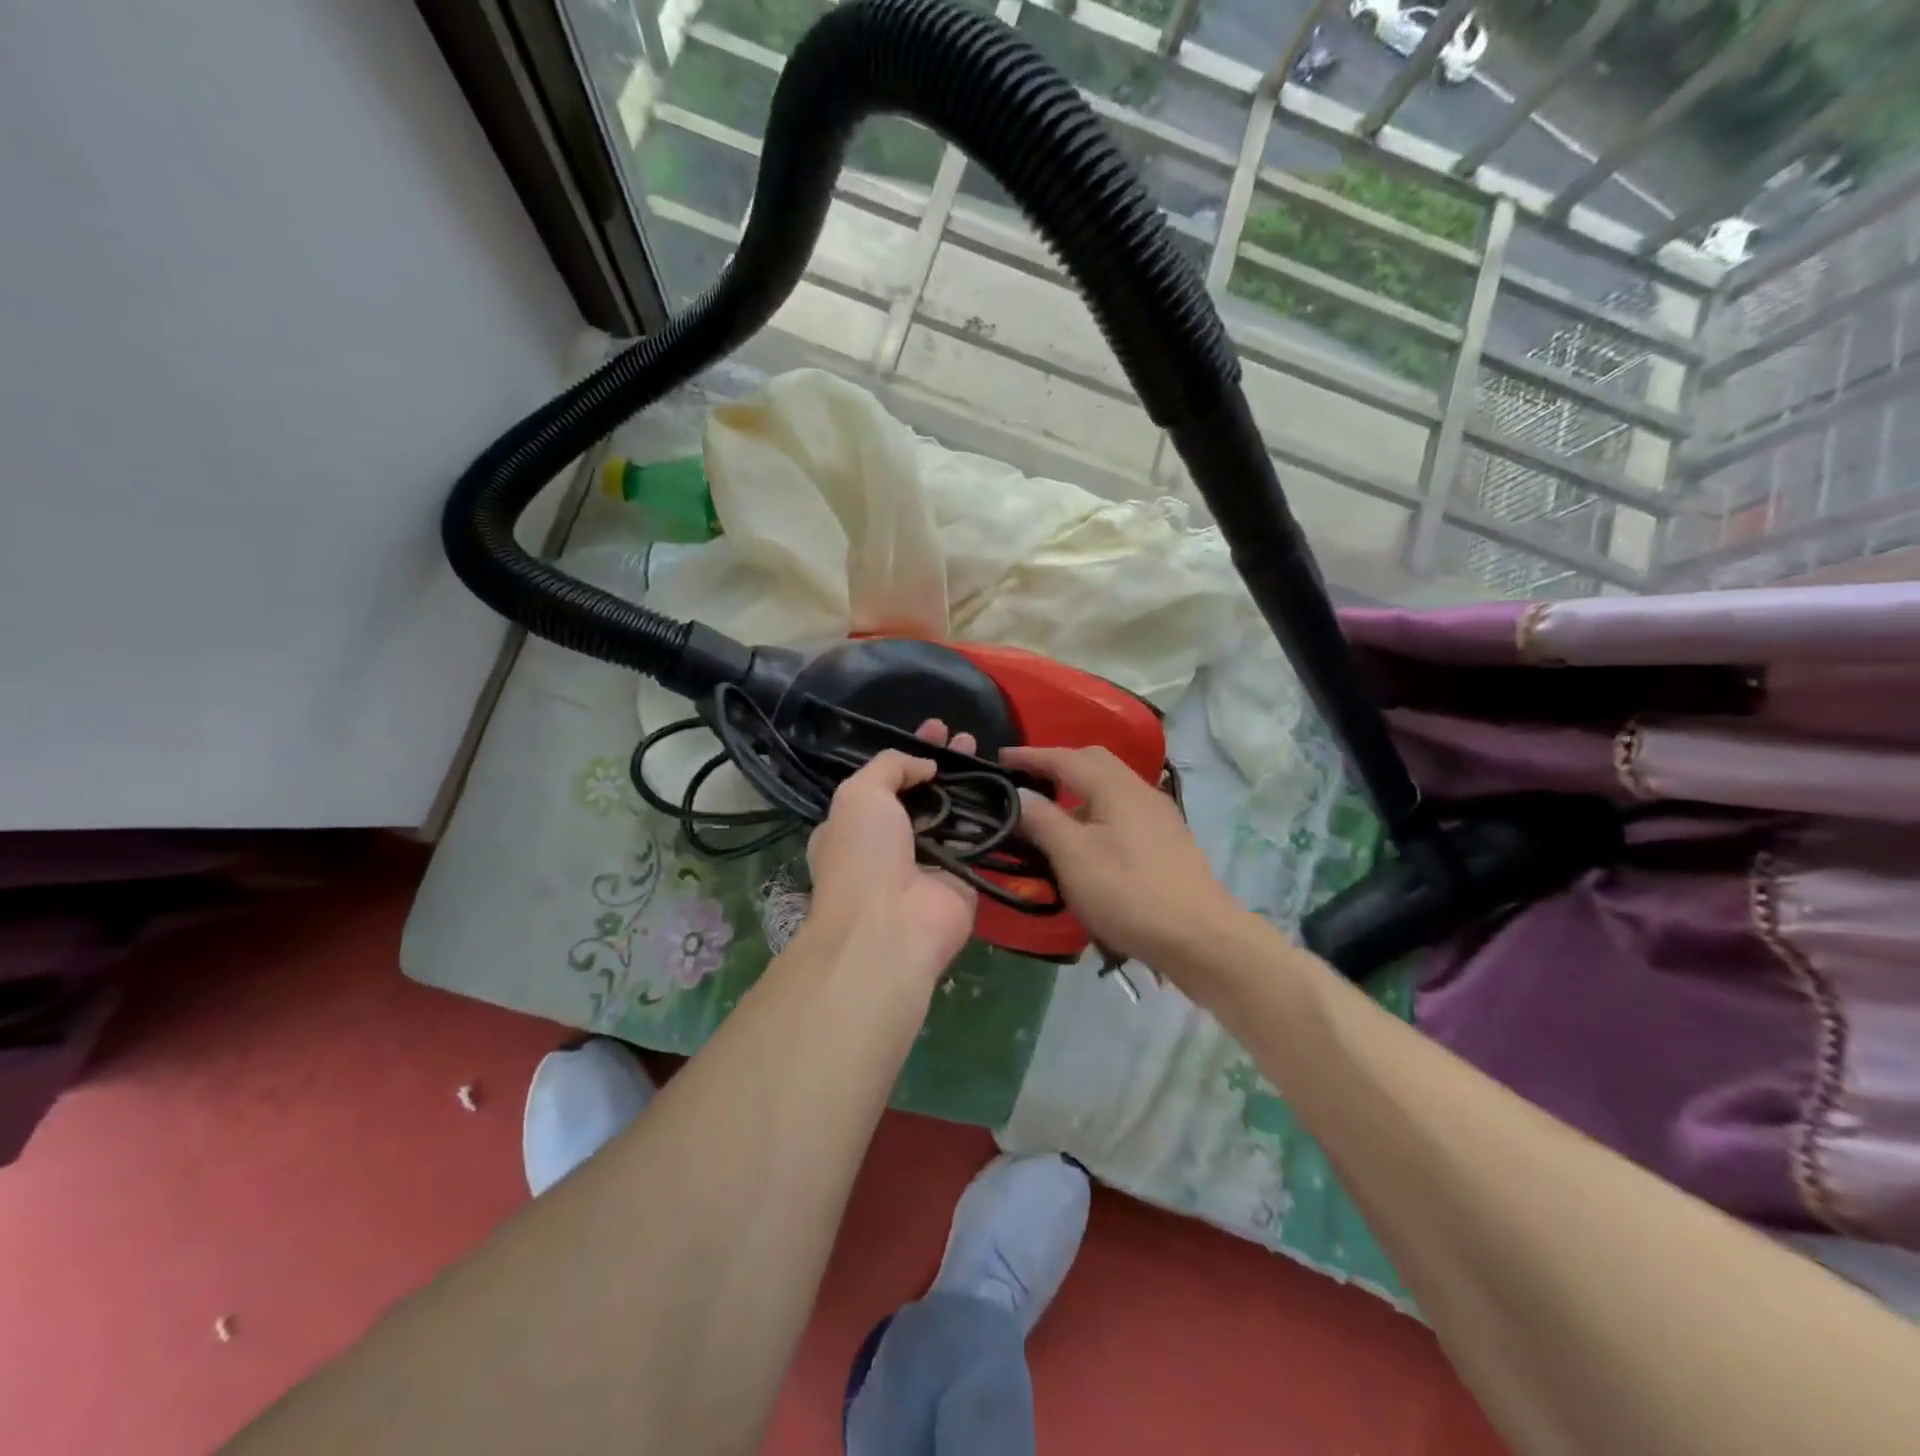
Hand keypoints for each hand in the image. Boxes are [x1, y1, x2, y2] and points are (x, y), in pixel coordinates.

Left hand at [804, 723, 977, 985]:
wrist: (890, 927)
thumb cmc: (862, 854)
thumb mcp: (859, 794)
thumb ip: (889, 766)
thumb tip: (925, 765)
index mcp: (855, 823)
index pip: (885, 779)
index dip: (909, 751)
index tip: (934, 728)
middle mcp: (890, 842)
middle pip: (922, 793)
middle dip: (943, 763)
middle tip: (966, 737)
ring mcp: (927, 860)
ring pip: (952, 813)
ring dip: (969, 784)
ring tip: (987, 753)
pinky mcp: (961, 878)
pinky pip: (978, 840)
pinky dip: (991, 816)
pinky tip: (1006, 787)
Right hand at [1004, 745, 1243, 973]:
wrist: (1201, 938)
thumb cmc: (1129, 893)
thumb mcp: (1073, 856)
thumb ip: (1042, 820)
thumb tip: (1019, 794)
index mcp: (1115, 787)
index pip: (1065, 758)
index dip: (1030, 756)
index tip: (999, 759)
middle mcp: (1140, 791)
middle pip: (1094, 763)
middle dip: (1058, 765)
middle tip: (1026, 781)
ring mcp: (1159, 816)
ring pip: (1111, 788)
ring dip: (1078, 791)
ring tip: (1051, 815)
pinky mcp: (1168, 842)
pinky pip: (1123, 811)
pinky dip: (1096, 813)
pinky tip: (1088, 842)